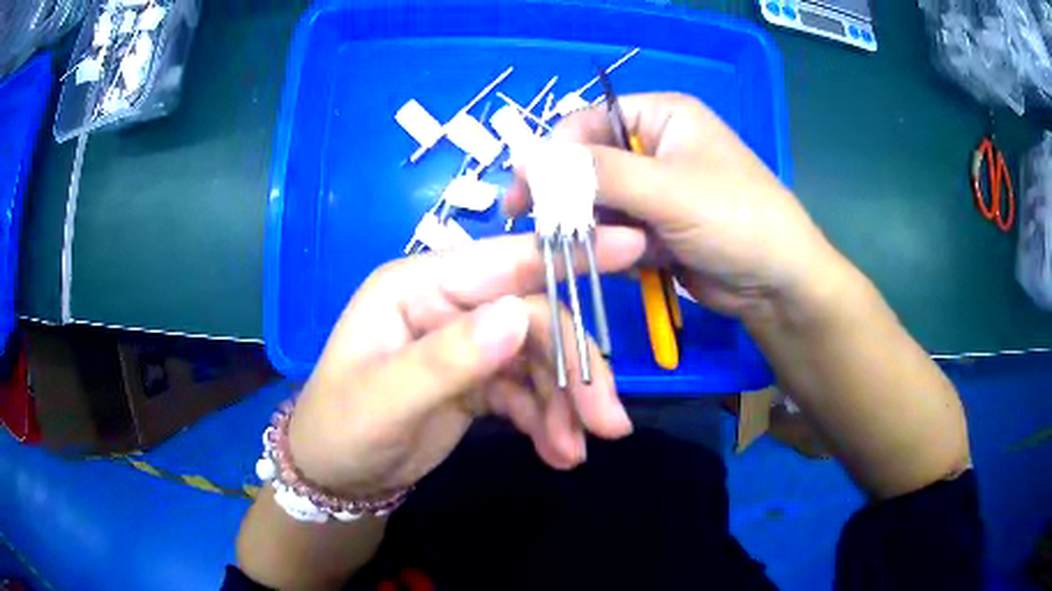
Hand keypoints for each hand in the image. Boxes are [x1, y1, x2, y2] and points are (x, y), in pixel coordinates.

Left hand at [286, 230, 645, 496]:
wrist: (336, 477)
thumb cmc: (342, 429)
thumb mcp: (386, 399)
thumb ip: (448, 358)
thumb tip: (520, 317)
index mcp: (419, 286)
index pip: (504, 260)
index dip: (568, 255)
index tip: (634, 247)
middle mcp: (450, 304)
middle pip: (536, 320)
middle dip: (576, 370)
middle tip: (609, 424)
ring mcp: (468, 342)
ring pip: (540, 360)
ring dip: (566, 405)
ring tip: (573, 452)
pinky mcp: (480, 379)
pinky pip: (529, 392)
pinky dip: (548, 421)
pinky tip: (558, 453)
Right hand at [506, 93, 839, 319]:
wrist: (777, 284)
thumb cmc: (734, 219)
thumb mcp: (665, 189)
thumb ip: (596, 171)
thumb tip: (525, 157)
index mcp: (662, 116)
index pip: (588, 121)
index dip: (554, 153)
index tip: (524, 191)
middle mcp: (655, 146)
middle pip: (590, 163)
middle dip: (574, 198)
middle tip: (537, 225)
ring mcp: (656, 190)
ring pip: (600, 203)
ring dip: (598, 228)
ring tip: (607, 250)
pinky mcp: (656, 227)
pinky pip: (617, 231)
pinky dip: (617, 248)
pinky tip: (638, 262)